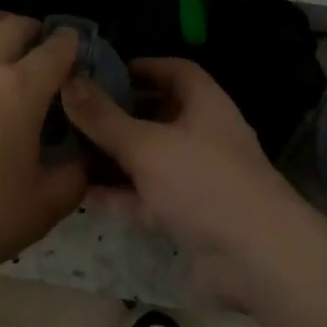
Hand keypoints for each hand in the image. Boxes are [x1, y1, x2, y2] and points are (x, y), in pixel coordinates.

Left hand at [0, 10, 88, 296]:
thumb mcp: (43, 207)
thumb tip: (84, 155)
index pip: (55, 50)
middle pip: (15, 26)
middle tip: (42, 46)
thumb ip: (75, 175)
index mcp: (20, 90)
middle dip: (36, 31)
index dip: (70, 45)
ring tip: (3, 34)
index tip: (74, 49)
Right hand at [61, 57, 304, 307]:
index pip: (173, 71)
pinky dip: (119, 193)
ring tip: (69, 148)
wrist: (258, 260)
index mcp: (204, 103)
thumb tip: (69, 82)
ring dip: (114, 155)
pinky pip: (147, 196)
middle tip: (75, 111)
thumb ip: (104, 118)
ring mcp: (196, 178)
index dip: (140, 67)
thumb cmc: (204, 182)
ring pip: (148, 158)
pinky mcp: (189, 216)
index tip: (102, 70)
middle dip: (118, 113)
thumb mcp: (146, 144)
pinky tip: (82, 191)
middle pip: (156, 115)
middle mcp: (202, 135)